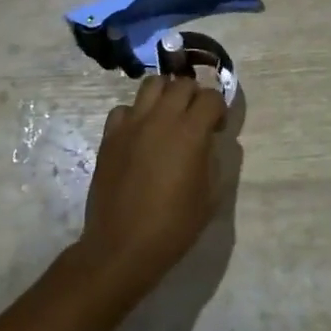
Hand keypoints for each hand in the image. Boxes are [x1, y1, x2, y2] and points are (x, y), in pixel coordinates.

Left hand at [75, 73, 226, 298]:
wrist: (122, 247)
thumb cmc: (173, 226)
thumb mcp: (210, 196)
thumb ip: (214, 160)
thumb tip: (209, 142)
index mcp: (190, 133)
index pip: (212, 97)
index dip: (219, 110)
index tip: (217, 129)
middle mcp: (161, 119)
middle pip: (182, 83)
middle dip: (195, 96)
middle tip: (195, 119)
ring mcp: (132, 124)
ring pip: (152, 84)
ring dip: (166, 94)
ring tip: (168, 116)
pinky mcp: (110, 136)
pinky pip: (124, 109)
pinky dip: (136, 114)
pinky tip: (140, 134)